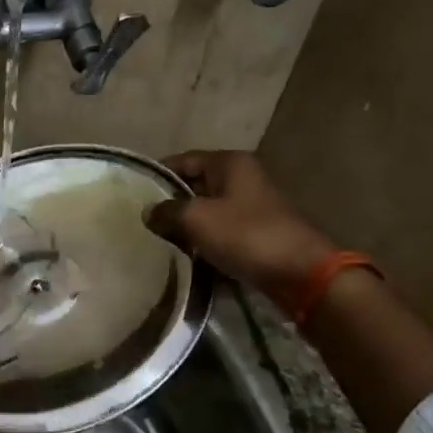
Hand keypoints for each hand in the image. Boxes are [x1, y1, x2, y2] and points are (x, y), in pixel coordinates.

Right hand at [145, 150, 336, 299]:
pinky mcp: (256, 232)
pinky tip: (185, 254)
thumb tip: (147, 211)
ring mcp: (252, 206)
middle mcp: (243, 178)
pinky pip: (220, 230)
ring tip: (157, 238)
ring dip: (186, 224)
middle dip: (170, 201)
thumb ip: (167, 211)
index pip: (183, 160)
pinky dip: (203, 240)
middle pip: (195, 184)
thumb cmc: (246, 235)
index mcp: (230, 163)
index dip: (157, 174)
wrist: (300, 273)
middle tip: (142, 219)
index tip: (133, 192)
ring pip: (207, 209)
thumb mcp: (197, 218)